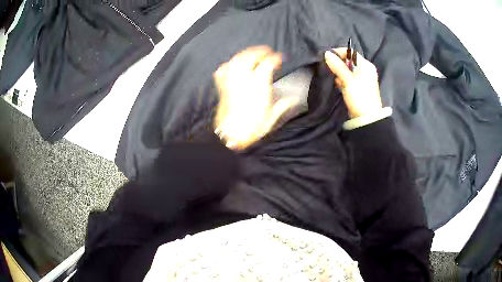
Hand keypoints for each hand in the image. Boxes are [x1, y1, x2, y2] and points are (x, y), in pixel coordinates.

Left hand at [213, 46, 297, 149]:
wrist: (232, 135)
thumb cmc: (252, 127)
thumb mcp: (272, 117)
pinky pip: (224, 69)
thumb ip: (283, 105)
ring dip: (246, 54)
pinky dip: (229, 63)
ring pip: (237, 59)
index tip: (280, 58)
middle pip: (251, 57)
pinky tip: (234, 64)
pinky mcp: (223, 86)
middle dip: (260, 51)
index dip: (275, 58)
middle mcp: (245, 80)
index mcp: (259, 86)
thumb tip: (294, 100)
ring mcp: (232, 82)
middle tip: (267, 51)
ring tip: (252, 53)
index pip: (268, 64)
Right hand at [324, 48, 382, 118]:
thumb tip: (326, 53)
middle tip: (331, 69)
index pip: (351, 53)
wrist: (366, 119)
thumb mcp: (348, 80)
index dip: (339, 53)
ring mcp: (362, 80)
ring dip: (339, 73)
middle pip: (348, 61)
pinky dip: (342, 80)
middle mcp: (365, 70)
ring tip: (336, 79)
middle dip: (338, 64)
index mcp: (366, 65)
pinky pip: (348, 79)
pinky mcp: (358, 88)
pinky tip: (339, 85)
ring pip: (347, 71)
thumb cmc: (359, 96)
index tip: (328, 57)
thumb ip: (337, 66)